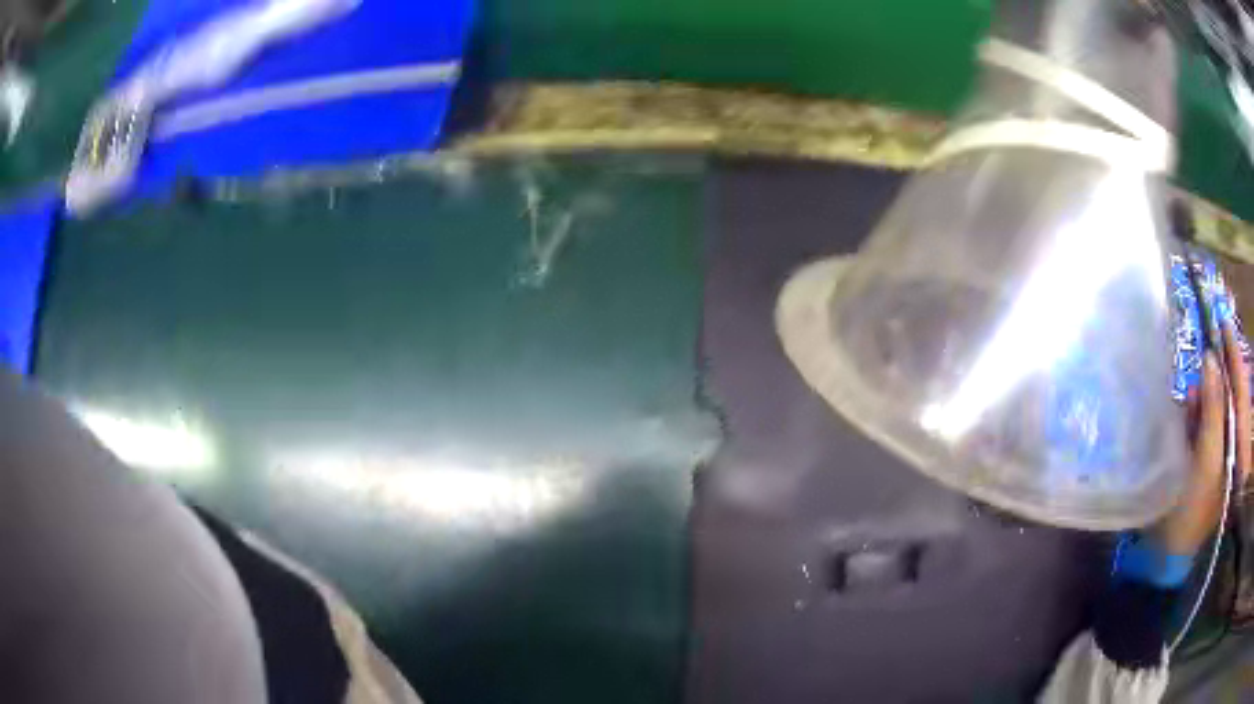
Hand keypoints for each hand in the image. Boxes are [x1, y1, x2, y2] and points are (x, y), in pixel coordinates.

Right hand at [1152, 323, 1251, 556]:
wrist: (1165, 558)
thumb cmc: (1191, 514)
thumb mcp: (1206, 463)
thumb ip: (1213, 411)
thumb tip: (1211, 361)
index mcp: (1240, 447)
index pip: (1241, 390)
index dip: (1234, 355)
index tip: (1224, 320)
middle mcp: (1233, 445)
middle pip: (1230, 398)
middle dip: (1218, 375)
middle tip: (1205, 351)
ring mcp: (1219, 455)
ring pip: (1216, 410)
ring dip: (1205, 396)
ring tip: (1193, 392)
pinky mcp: (1204, 463)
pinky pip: (1204, 426)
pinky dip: (1196, 415)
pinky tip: (1187, 412)